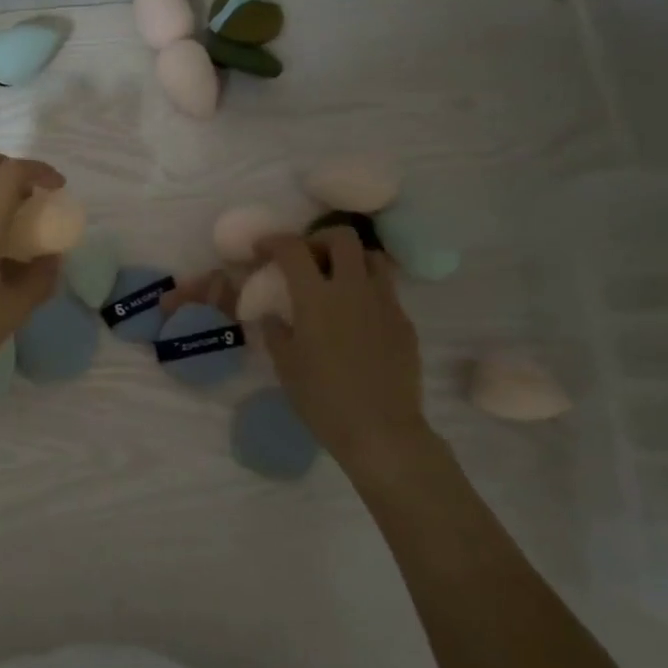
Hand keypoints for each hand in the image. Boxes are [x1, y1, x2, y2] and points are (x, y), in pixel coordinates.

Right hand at [257, 230, 430, 464]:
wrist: (381, 430)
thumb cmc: (322, 399)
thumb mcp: (285, 365)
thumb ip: (276, 331)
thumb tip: (273, 315)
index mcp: (316, 297)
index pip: (293, 249)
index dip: (274, 241)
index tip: (263, 249)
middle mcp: (352, 288)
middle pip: (342, 237)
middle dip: (319, 239)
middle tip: (306, 259)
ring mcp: (384, 302)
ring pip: (371, 257)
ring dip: (349, 259)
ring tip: (336, 280)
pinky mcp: (404, 320)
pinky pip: (385, 289)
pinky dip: (366, 289)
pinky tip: (356, 316)